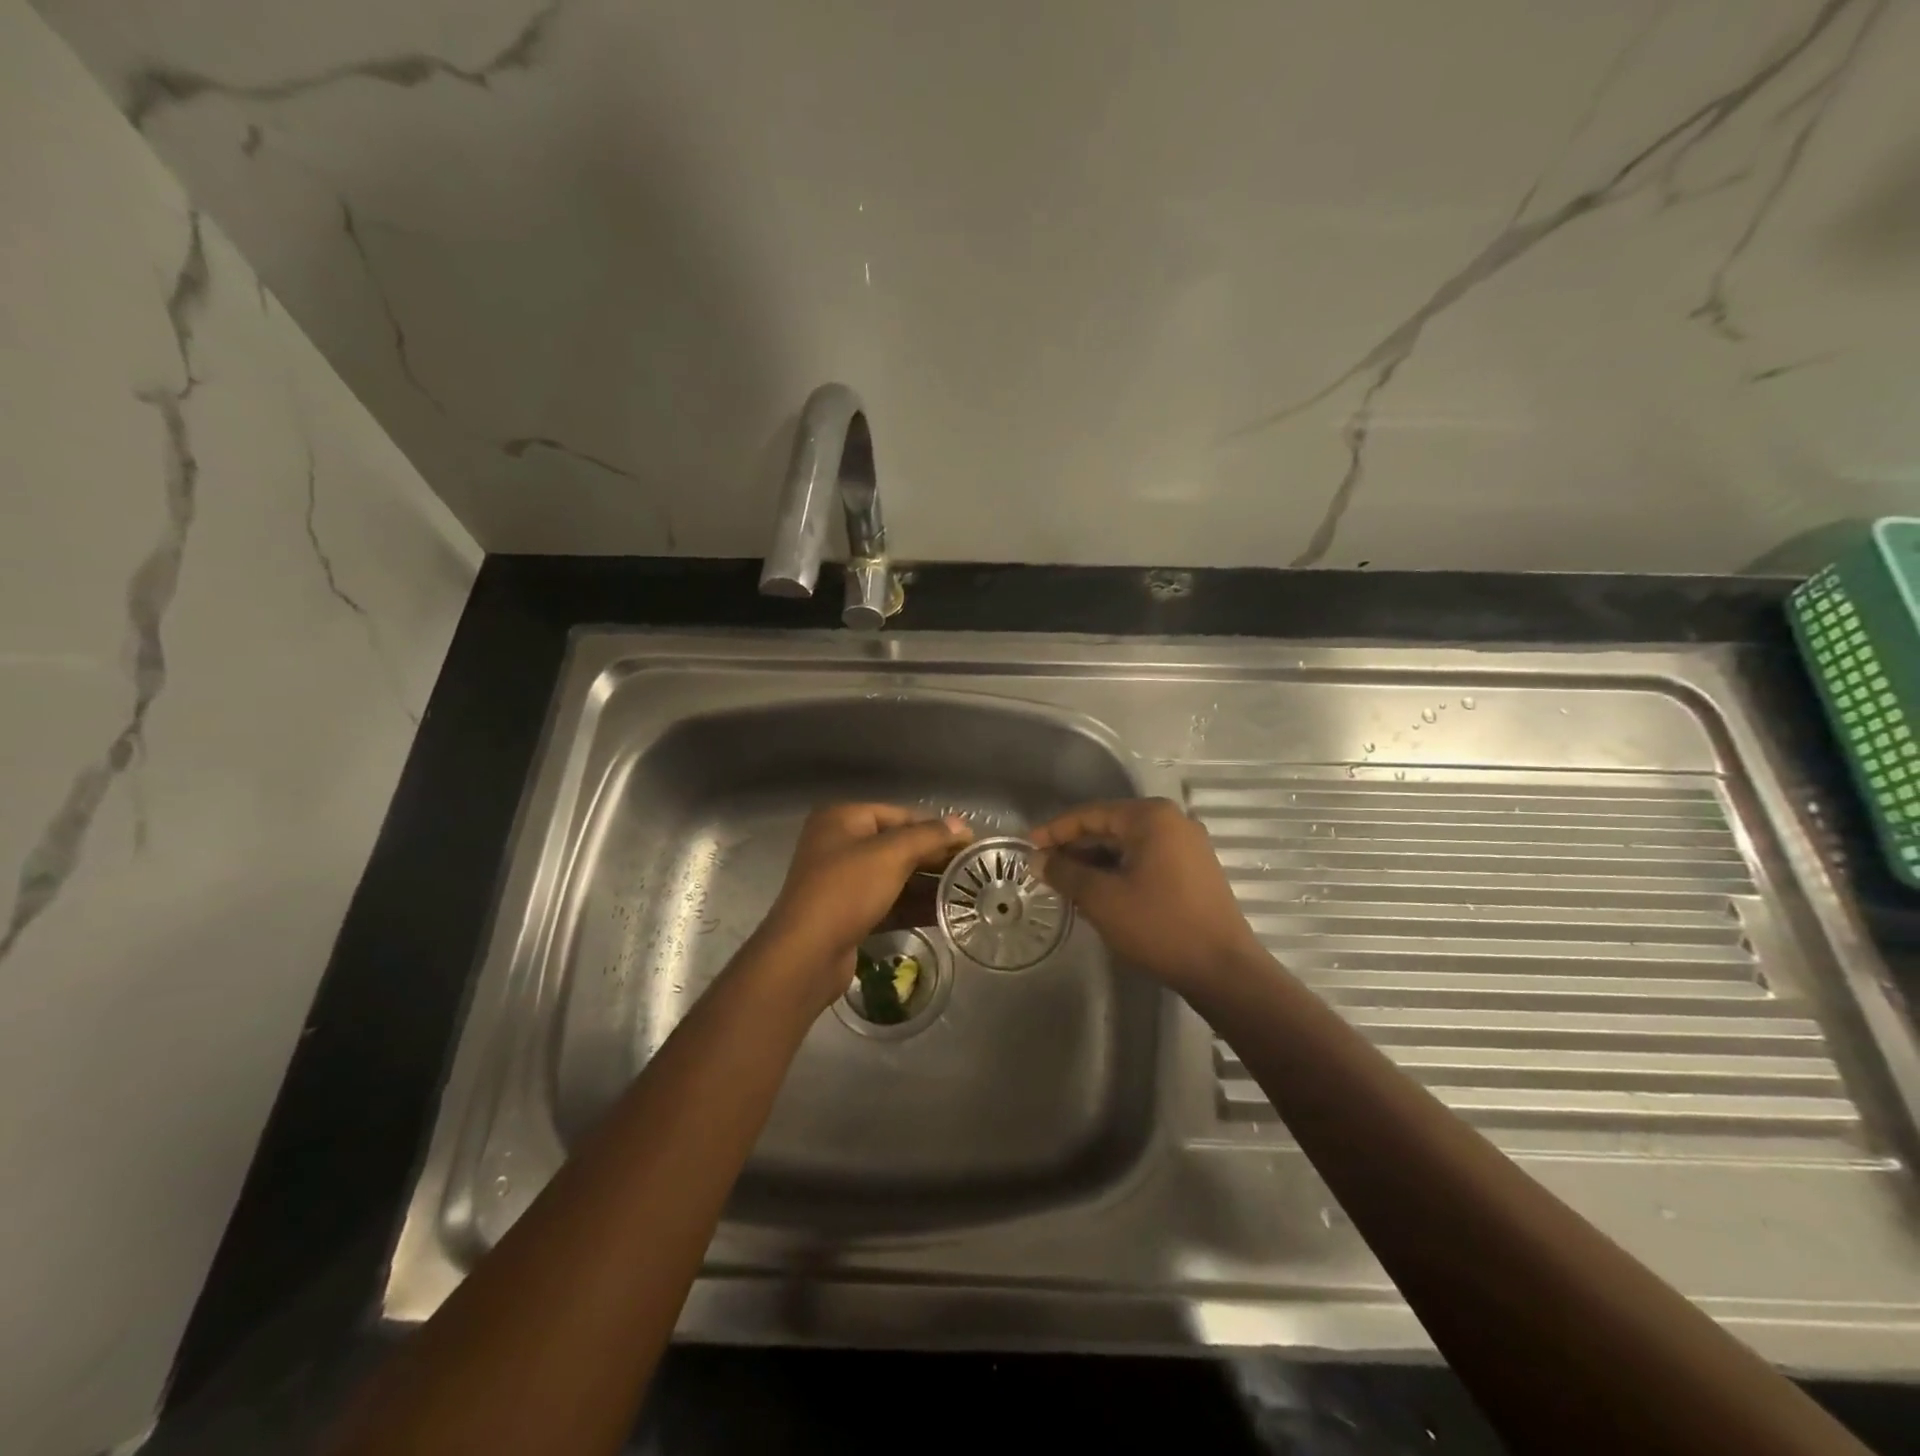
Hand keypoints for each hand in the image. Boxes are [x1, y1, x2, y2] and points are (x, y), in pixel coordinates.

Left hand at [757, 803, 972, 1012]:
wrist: (806, 955)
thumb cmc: (846, 891)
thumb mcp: (891, 855)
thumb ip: (928, 836)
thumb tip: (961, 823)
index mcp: (842, 819)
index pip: (900, 815)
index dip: (936, 827)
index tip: (970, 842)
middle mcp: (840, 845)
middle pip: (898, 845)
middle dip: (934, 857)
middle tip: (973, 869)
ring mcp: (843, 881)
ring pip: (895, 876)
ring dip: (928, 884)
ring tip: (967, 892)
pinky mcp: (849, 914)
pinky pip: (889, 902)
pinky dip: (914, 906)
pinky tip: (946, 913)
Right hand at [1032, 798, 1261, 995]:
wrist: (1223, 970)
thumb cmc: (1158, 925)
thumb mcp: (1102, 898)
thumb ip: (1065, 872)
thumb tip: (1037, 859)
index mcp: (1151, 817)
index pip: (1091, 814)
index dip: (1055, 830)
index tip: (1027, 846)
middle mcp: (1172, 822)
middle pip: (1110, 827)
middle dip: (1075, 848)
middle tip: (1043, 868)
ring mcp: (1188, 847)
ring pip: (1128, 846)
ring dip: (1095, 863)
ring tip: (1065, 884)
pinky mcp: (1194, 871)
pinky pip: (1146, 861)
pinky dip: (1119, 872)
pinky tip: (1098, 894)